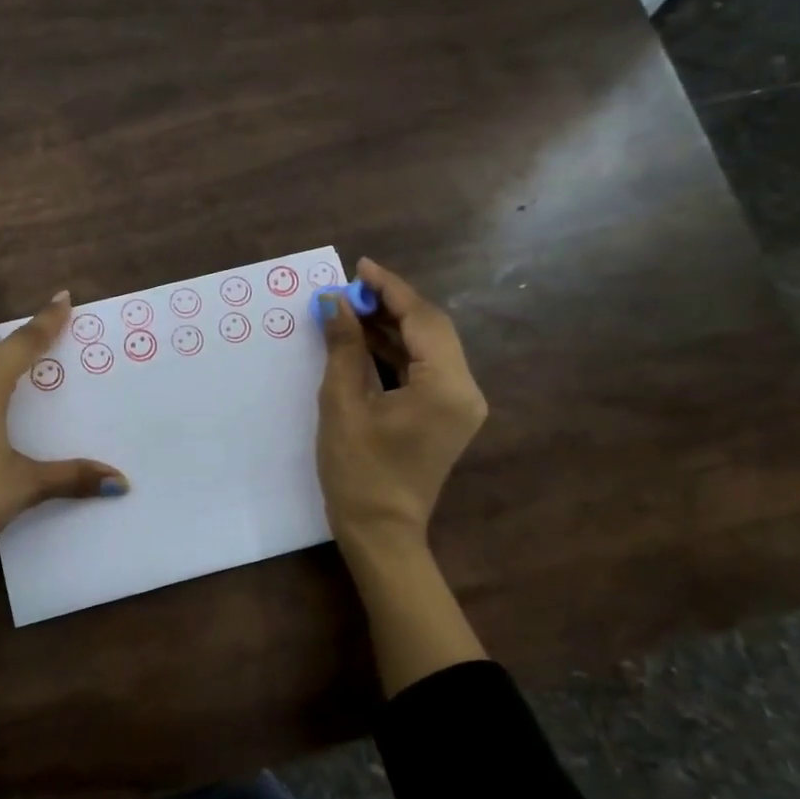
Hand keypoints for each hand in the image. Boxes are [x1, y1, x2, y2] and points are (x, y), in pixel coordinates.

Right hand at [313, 257, 487, 552]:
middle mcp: (465, 390)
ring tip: (351, 308)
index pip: (423, 319)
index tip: (359, 267)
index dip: (390, 288)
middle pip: (431, 329)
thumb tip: (335, 303)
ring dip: (392, 327)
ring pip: (428, 348)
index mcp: (446, 386)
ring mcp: (459, 404)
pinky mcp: (446, 415)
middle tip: (350, 288)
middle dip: (391, 304)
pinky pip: (424, 369)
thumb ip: (344, 347)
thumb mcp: (343, 403)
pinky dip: (396, 352)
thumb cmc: (358, 471)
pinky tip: (365, 339)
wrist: (380, 532)